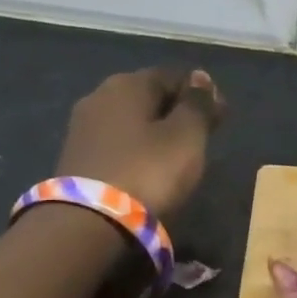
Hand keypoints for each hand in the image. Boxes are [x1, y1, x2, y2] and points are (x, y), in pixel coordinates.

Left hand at [55, 68, 223, 216]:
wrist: (90, 221)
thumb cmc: (149, 170)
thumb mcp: (187, 136)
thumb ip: (197, 105)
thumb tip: (201, 78)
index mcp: (128, 84)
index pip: (173, 77)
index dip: (200, 93)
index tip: (220, 116)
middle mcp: (100, 97)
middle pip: (148, 97)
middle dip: (175, 112)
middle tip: (200, 137)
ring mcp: (83, 128)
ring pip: (130, 121)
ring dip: (154, 132)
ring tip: (176, 156)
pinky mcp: (76, 158)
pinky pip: (117, 144)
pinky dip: (136, 150)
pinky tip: (148, 168)